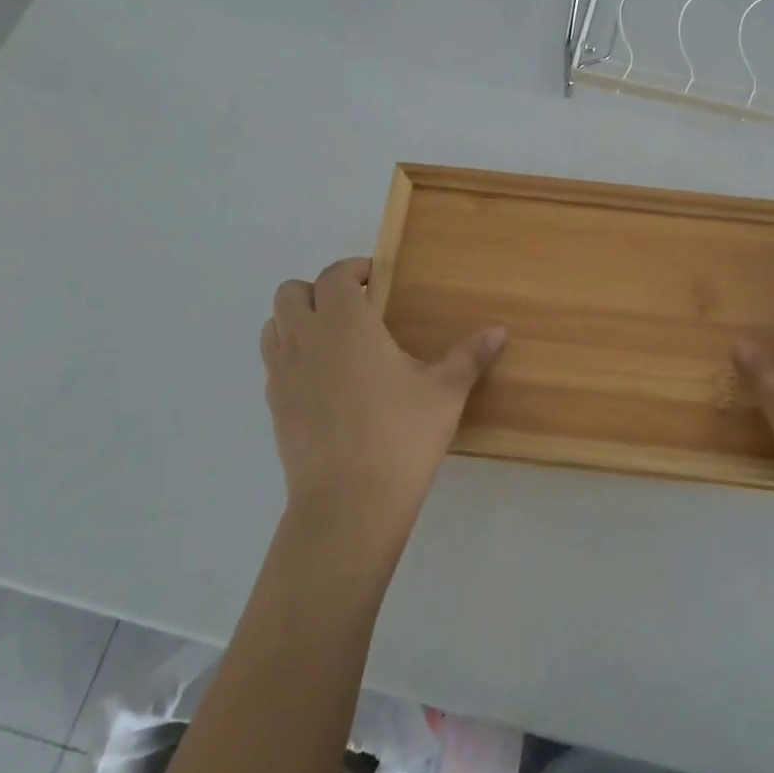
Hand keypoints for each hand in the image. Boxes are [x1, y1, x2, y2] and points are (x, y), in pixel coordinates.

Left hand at [261, 257, 505, 540]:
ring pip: (274, 327)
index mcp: (345, 324)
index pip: (333, 275)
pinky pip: (273, 365)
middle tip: (355, 308)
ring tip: (334, 341)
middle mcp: (306, 340)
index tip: (377, 279)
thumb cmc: (400, 435)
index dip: (353, 269)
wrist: (348, 504)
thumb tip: (500, 331)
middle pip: (291, 293)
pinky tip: (325, 383)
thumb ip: (470, 356)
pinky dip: (292, 358)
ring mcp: (282, 375)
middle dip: (318, 291)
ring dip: (297, 321)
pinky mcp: (274, 409)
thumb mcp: (445, 392)